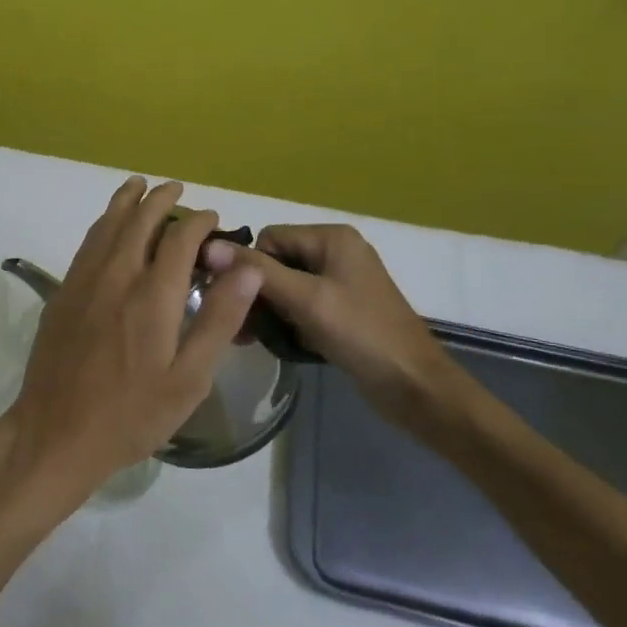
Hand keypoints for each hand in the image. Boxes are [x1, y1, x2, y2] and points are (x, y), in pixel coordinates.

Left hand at [0, 178, 260, 520]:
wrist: (56, 432)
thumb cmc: (131, 414)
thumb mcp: (189, 379)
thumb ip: (218, 319)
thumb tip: (247, 267)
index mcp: (151, 295)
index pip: (179, 239)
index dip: (198, 222)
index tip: (211, 217)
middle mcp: (116, 275)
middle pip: (139, 220)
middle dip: (160, 199)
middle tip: (176, 187)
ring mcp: (83, 281)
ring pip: (106, 225)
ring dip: (126, 201)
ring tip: (138, 185)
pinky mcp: (62, 292)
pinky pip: (87, 243)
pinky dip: (102, 223)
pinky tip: (107, 225)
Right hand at [202, 223, 460, 428]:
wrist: (416, 388)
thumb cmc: (362, 335)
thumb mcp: (306, 300)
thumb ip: (258, 272)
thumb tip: (209, 247)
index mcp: (331, 238)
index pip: (269, 239)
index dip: (251, 269)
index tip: (240, 303)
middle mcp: (336, 251)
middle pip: (276, 261)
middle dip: (258, 293)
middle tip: (243, 328)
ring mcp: (341, 281)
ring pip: (286, 286)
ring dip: (270, 311)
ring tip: (254, 340)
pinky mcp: (343, 309)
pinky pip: (302, 305)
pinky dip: (288, 321)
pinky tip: (280, 343)